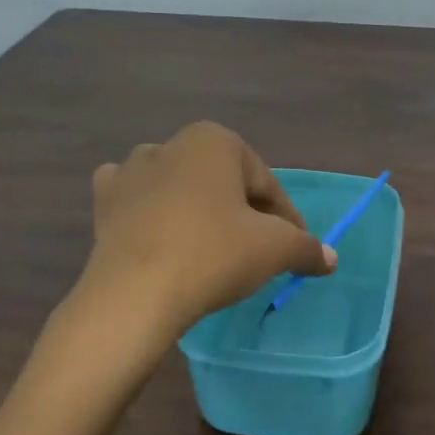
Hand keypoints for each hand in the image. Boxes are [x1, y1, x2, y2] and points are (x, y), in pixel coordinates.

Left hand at [66, 123, 333, 369]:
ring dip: (197, 210)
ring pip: (180, 187)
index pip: (265, 183)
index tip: (295, 249)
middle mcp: (171, 143)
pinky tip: (158, 235)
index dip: (287, 219)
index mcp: (215, 140)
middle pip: (223, 183)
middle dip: (242, 213)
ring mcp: (131, 170)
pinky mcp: (104, 202)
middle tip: (257, 252)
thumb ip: (306, 247)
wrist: (133, 294)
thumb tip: (330, 258)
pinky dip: (150, 212)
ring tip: (210, 249)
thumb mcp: (274, 250)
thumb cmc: (212, 255)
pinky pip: (137, 201)